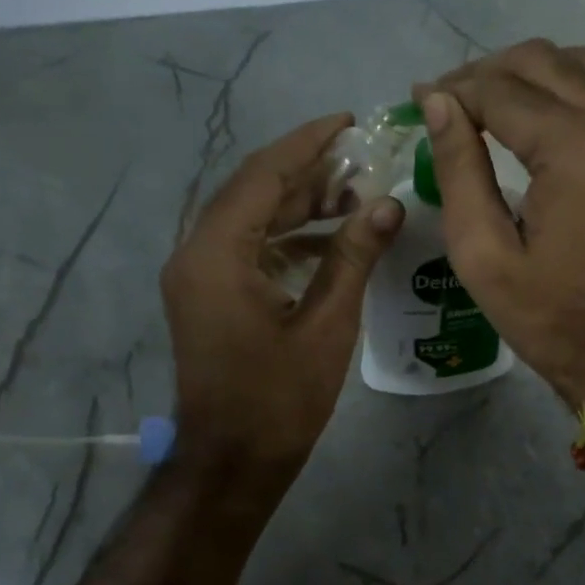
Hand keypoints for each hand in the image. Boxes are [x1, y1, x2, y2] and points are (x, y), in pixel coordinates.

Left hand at [161, 113, 403, 477]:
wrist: (232, 462)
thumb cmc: (279, 400)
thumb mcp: (326, 325)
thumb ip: (353, 257)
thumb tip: (387, 204)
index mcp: (217, 255)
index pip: (262, 176)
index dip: (306, 144)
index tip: (347, 122)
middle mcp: (196, 254)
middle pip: (253, 192)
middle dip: (307, 173)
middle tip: (362, 161)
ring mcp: (198, 277)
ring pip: (250, 220)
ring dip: (298, 205)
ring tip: (354, 196)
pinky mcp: (209, 296)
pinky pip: (247, 249)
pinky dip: (286, 238)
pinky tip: (330, 242)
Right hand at [416, 41, 584, 407]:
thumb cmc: (548, 315)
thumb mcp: (483, 253)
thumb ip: (459, 168)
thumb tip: (436, 101)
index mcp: (574, 150)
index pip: (500, 89)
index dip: (451, 90)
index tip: (414, 101)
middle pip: (540, 61)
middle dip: (483, 73)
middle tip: (442, 103)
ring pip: (574, 64)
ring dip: (523, 74)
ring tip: (482, 106)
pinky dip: (560, 87)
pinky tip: (530, 117)